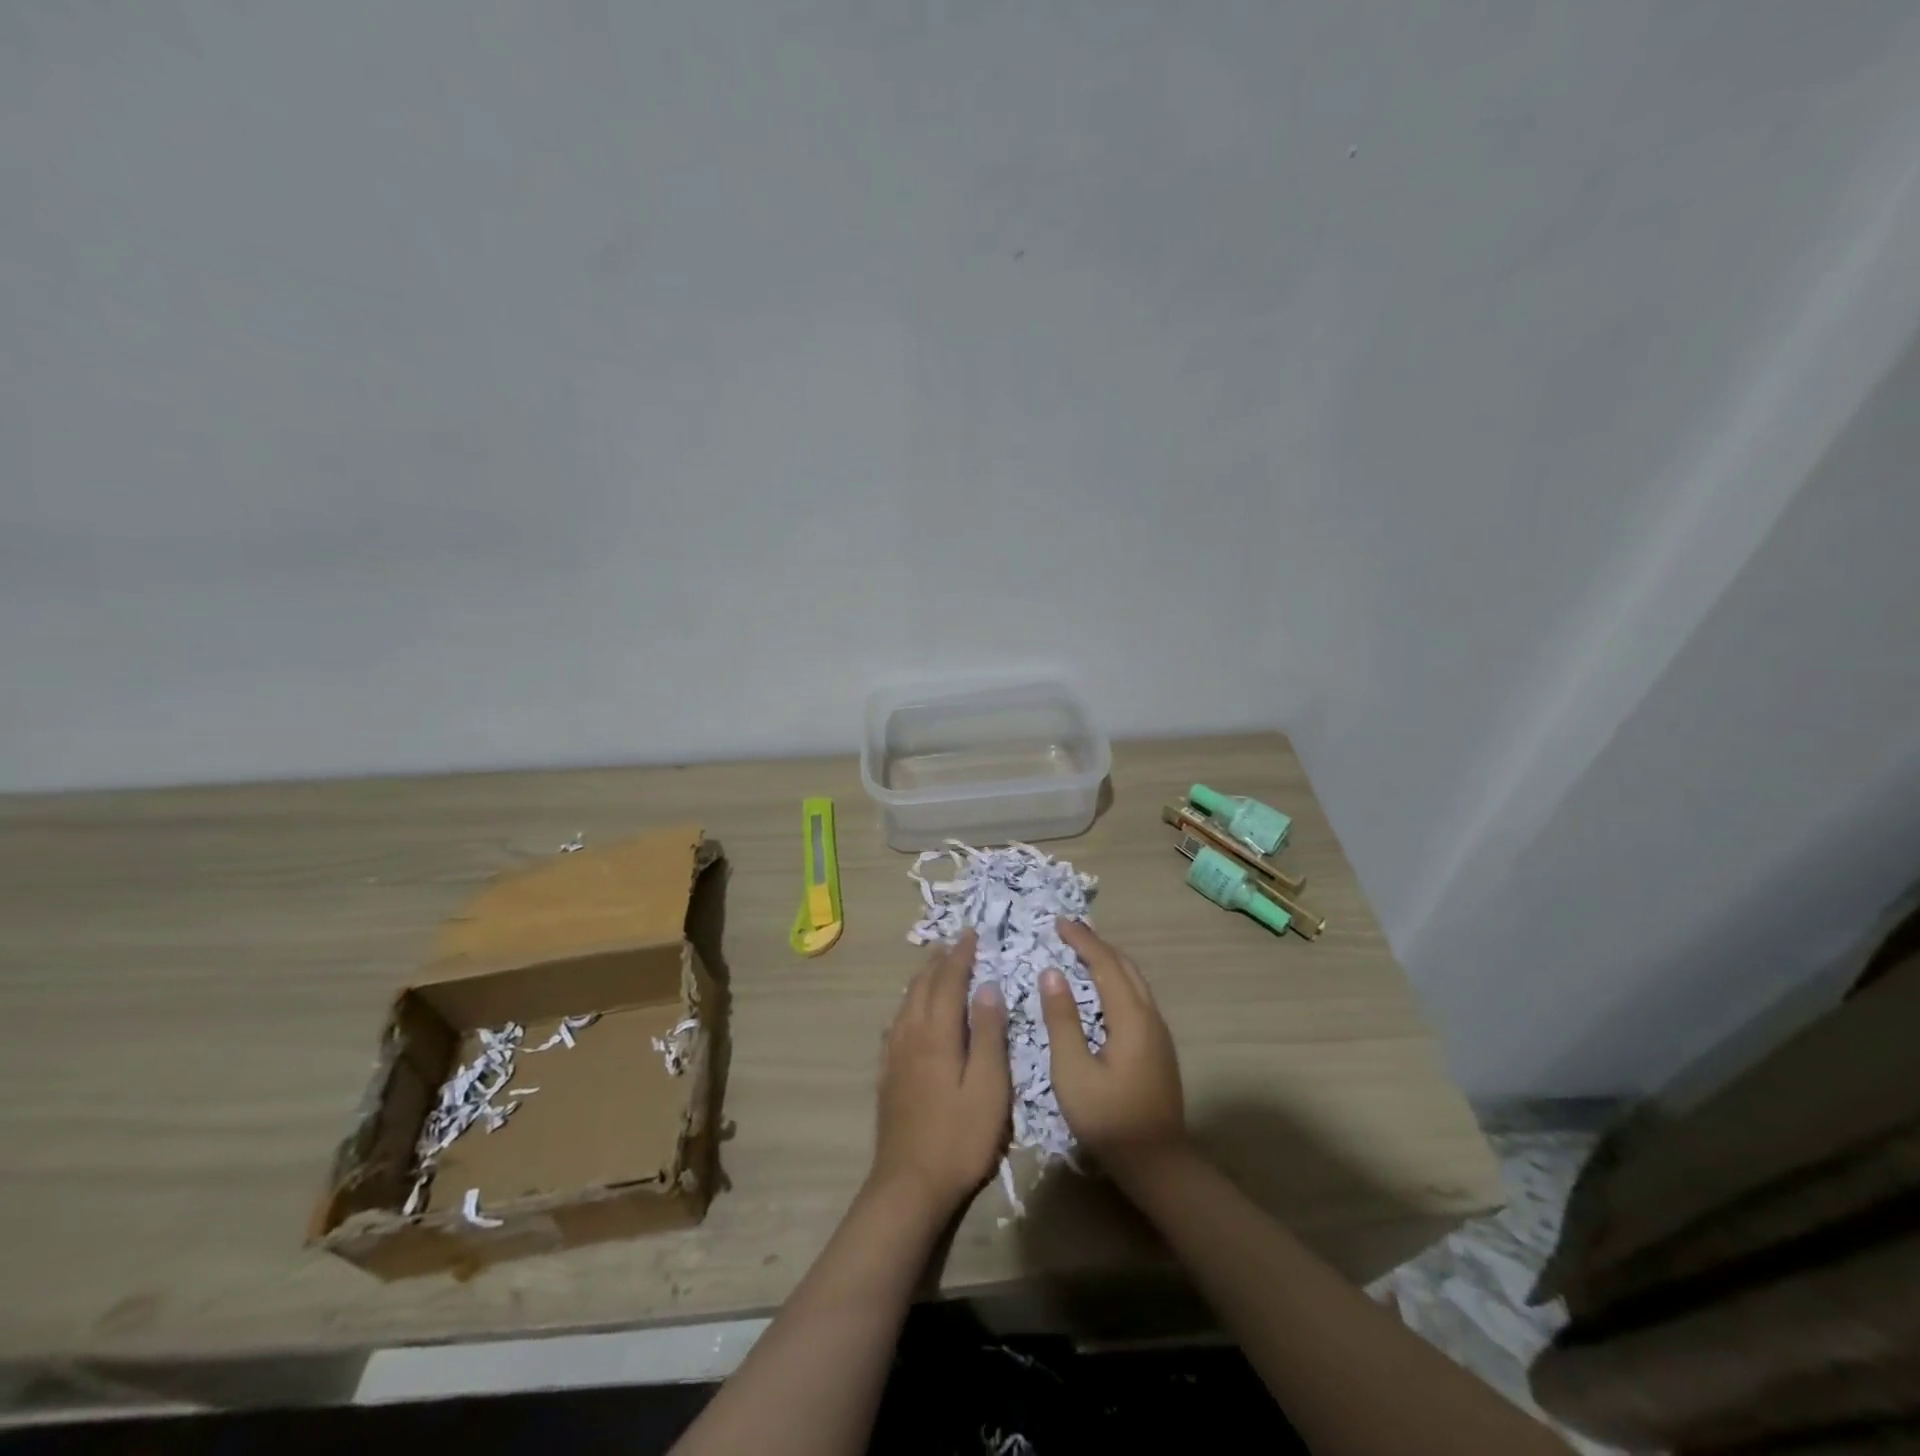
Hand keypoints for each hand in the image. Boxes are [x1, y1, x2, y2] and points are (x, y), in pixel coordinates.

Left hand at [872, 931, 1010, 1214]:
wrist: (909, 1185)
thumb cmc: (960, 1137)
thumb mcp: (989, 1088)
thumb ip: (989, 1035)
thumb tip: (988, 987)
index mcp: (938, 1034)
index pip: (949, 981)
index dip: (961, 955)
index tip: (972, 933)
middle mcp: (911, 1034)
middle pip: (923, 986)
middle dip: (940, 960)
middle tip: (955, 942)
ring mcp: (895, 1054)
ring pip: (906, 1002)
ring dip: (923, 978)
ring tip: (935, 966)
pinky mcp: (888, 1074)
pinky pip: (897, 1023)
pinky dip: (908, 1004)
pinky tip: (910, 1012)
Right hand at [1041, 920, 1186, 1171]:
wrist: (1158, 1164)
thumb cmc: (1109, 1119)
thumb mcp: (1073, 1071)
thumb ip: (1062, 1019)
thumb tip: (1052, 973)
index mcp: (1130, 1017)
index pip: (1105, 963)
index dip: (1082, 940)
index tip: (1058, 922)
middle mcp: (1150, 1016)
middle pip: (1125, 966)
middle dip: (1096, 945)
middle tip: (1068, 932)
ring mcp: (1158, 1033)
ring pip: (1134, 981)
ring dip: (1108, 961)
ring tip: (1081, 953)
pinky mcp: (1158, 1048)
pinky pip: (1136, 997)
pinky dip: (1115, 981)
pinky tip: (1100, 991)